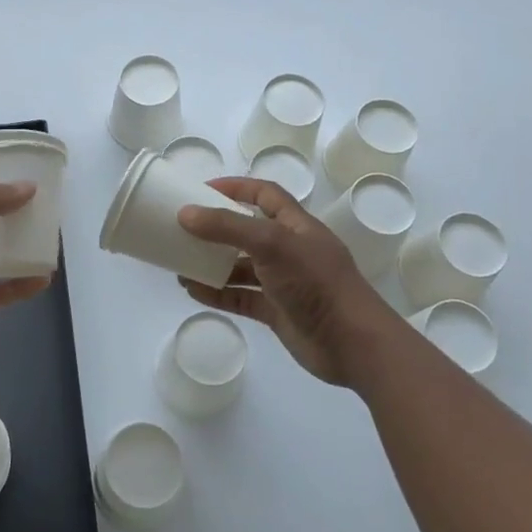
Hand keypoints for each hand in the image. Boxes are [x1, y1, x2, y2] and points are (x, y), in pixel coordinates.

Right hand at [178, 177, 392, 387]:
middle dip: (217, 229)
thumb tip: (185, 213)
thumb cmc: (316, 282)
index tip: (202, 189)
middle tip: (184, 229)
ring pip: (242, 267)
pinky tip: (193, 291)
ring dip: (212, 264)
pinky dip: (218, 293)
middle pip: (248, 231)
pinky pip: (241, 297)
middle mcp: (290, 250)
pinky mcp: (277, 311)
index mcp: (296, 225)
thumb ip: (228, 227)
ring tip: (180, 265)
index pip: (264, 194)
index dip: (236, 187)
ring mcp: (284, 282)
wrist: (352, 343)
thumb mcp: (271, 244)